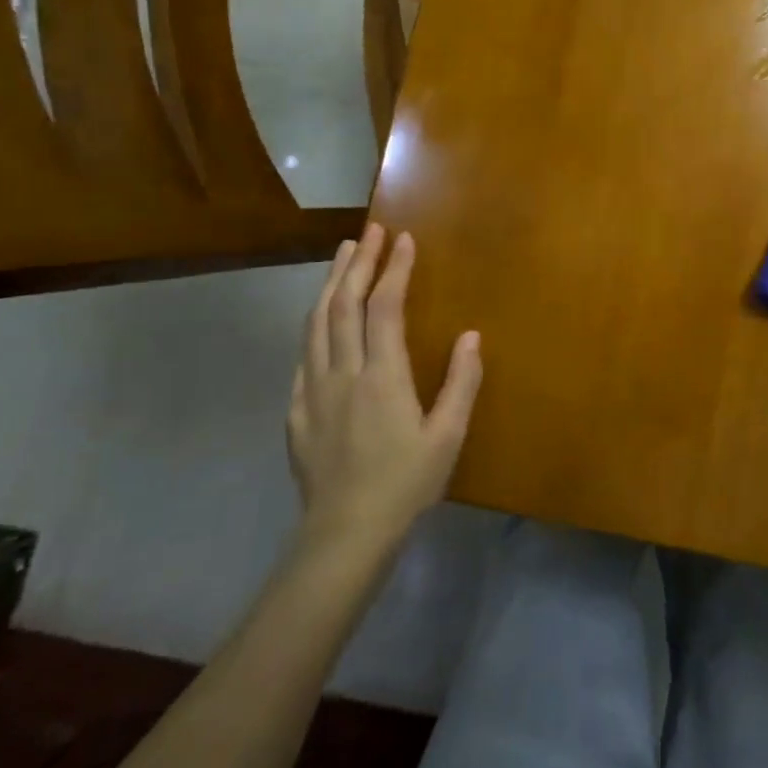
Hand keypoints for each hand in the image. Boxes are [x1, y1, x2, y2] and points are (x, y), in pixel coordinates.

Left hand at [287, 225, 481, 559]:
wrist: (345, 536)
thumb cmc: (405, 485)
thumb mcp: (448, 437)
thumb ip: (461, 383)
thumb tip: (470, 336)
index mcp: (382, 377)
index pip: (384, 307)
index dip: (394, 269)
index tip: (405, 239)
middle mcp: (343, 373)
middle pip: (344, 304)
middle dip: (358, 263)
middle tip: (371, 231)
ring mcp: (313, 391)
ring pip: (317, 323)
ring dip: (331, 283)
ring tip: (343, 255)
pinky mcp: (296, 411)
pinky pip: (303, 355)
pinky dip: (314, 324)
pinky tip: (321, 318)